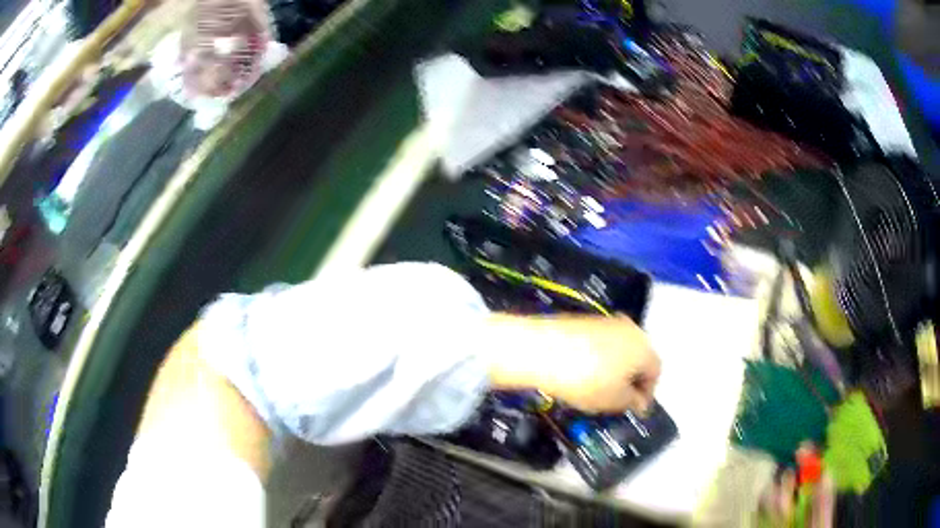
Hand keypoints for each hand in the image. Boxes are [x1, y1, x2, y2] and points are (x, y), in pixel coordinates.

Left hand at [484, 315, 660, 413]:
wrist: (542, 349)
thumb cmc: (586, 379)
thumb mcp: (614, 400)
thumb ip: (633, 403)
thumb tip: (640, 402)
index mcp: (645, 347)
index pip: (656, 372)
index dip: (647, 394)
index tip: (634, 410)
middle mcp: (631, 329)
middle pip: (639, 358)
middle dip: (632, 379)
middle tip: (618, 400)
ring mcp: (607, 322)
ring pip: (620, 350)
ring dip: (615, 369)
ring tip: (599, 389)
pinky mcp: (586, 320)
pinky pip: (601, 344)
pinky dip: (598, 359)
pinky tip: (583, 373)